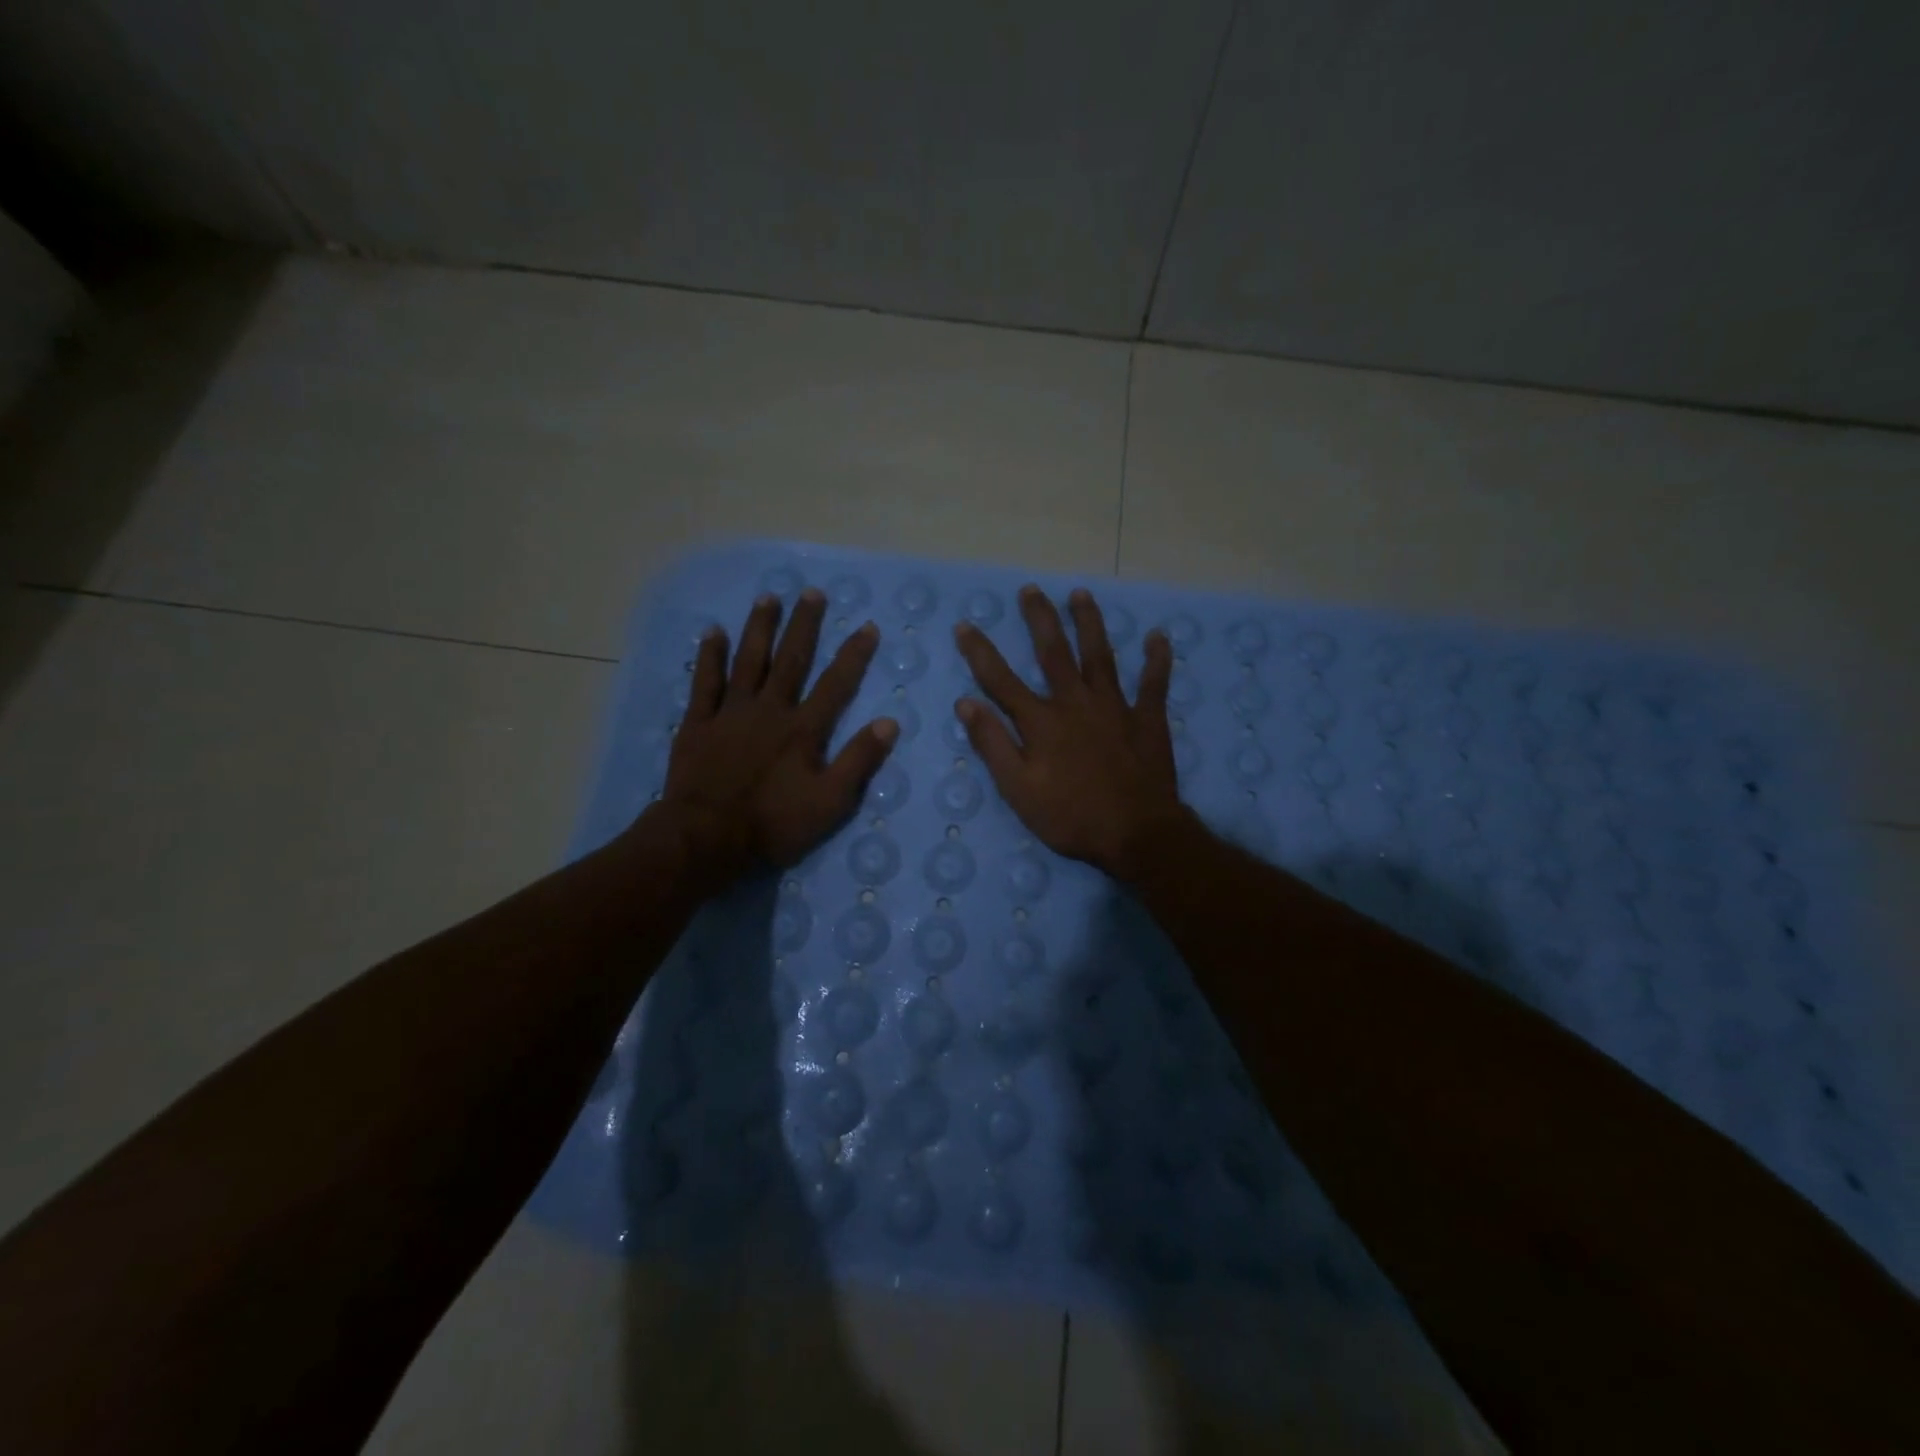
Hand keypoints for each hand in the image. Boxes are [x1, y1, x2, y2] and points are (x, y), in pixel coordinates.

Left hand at [659, 589, 896, 885]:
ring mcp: (731, 713)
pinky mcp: (699, 723)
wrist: (706, 838)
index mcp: (803, 729)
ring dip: (760, 628)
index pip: (836, 684)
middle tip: (812, 592)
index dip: (853, 654)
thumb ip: (859, 761)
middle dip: (804, 625)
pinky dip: (709, 656)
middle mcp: (770, 710)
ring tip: (768, 597)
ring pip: (748, 661)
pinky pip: (705, 682)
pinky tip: (713, 632)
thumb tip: (889, 722)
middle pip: (791, 660)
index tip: (867, 626)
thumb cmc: (773, 824)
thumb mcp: (830, 802)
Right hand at [954, 585, 1187, 880]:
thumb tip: (966, 703)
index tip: (965, 625)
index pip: (1001, 680)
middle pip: (1054, 653)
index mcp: (1041, 722)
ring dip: (1090, 623)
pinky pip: (1154, 683)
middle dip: (1040, 619)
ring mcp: (1115, 707)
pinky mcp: (1147, 719)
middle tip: (1031, 590)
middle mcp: (1075, 703)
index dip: (980, 652)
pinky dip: (1157, 659)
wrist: (1136, 834)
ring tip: (1081, 594)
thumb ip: (993, 745)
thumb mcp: (1018, 790)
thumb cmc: (1071, 817)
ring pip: (1100, 655)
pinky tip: (1159, 636)